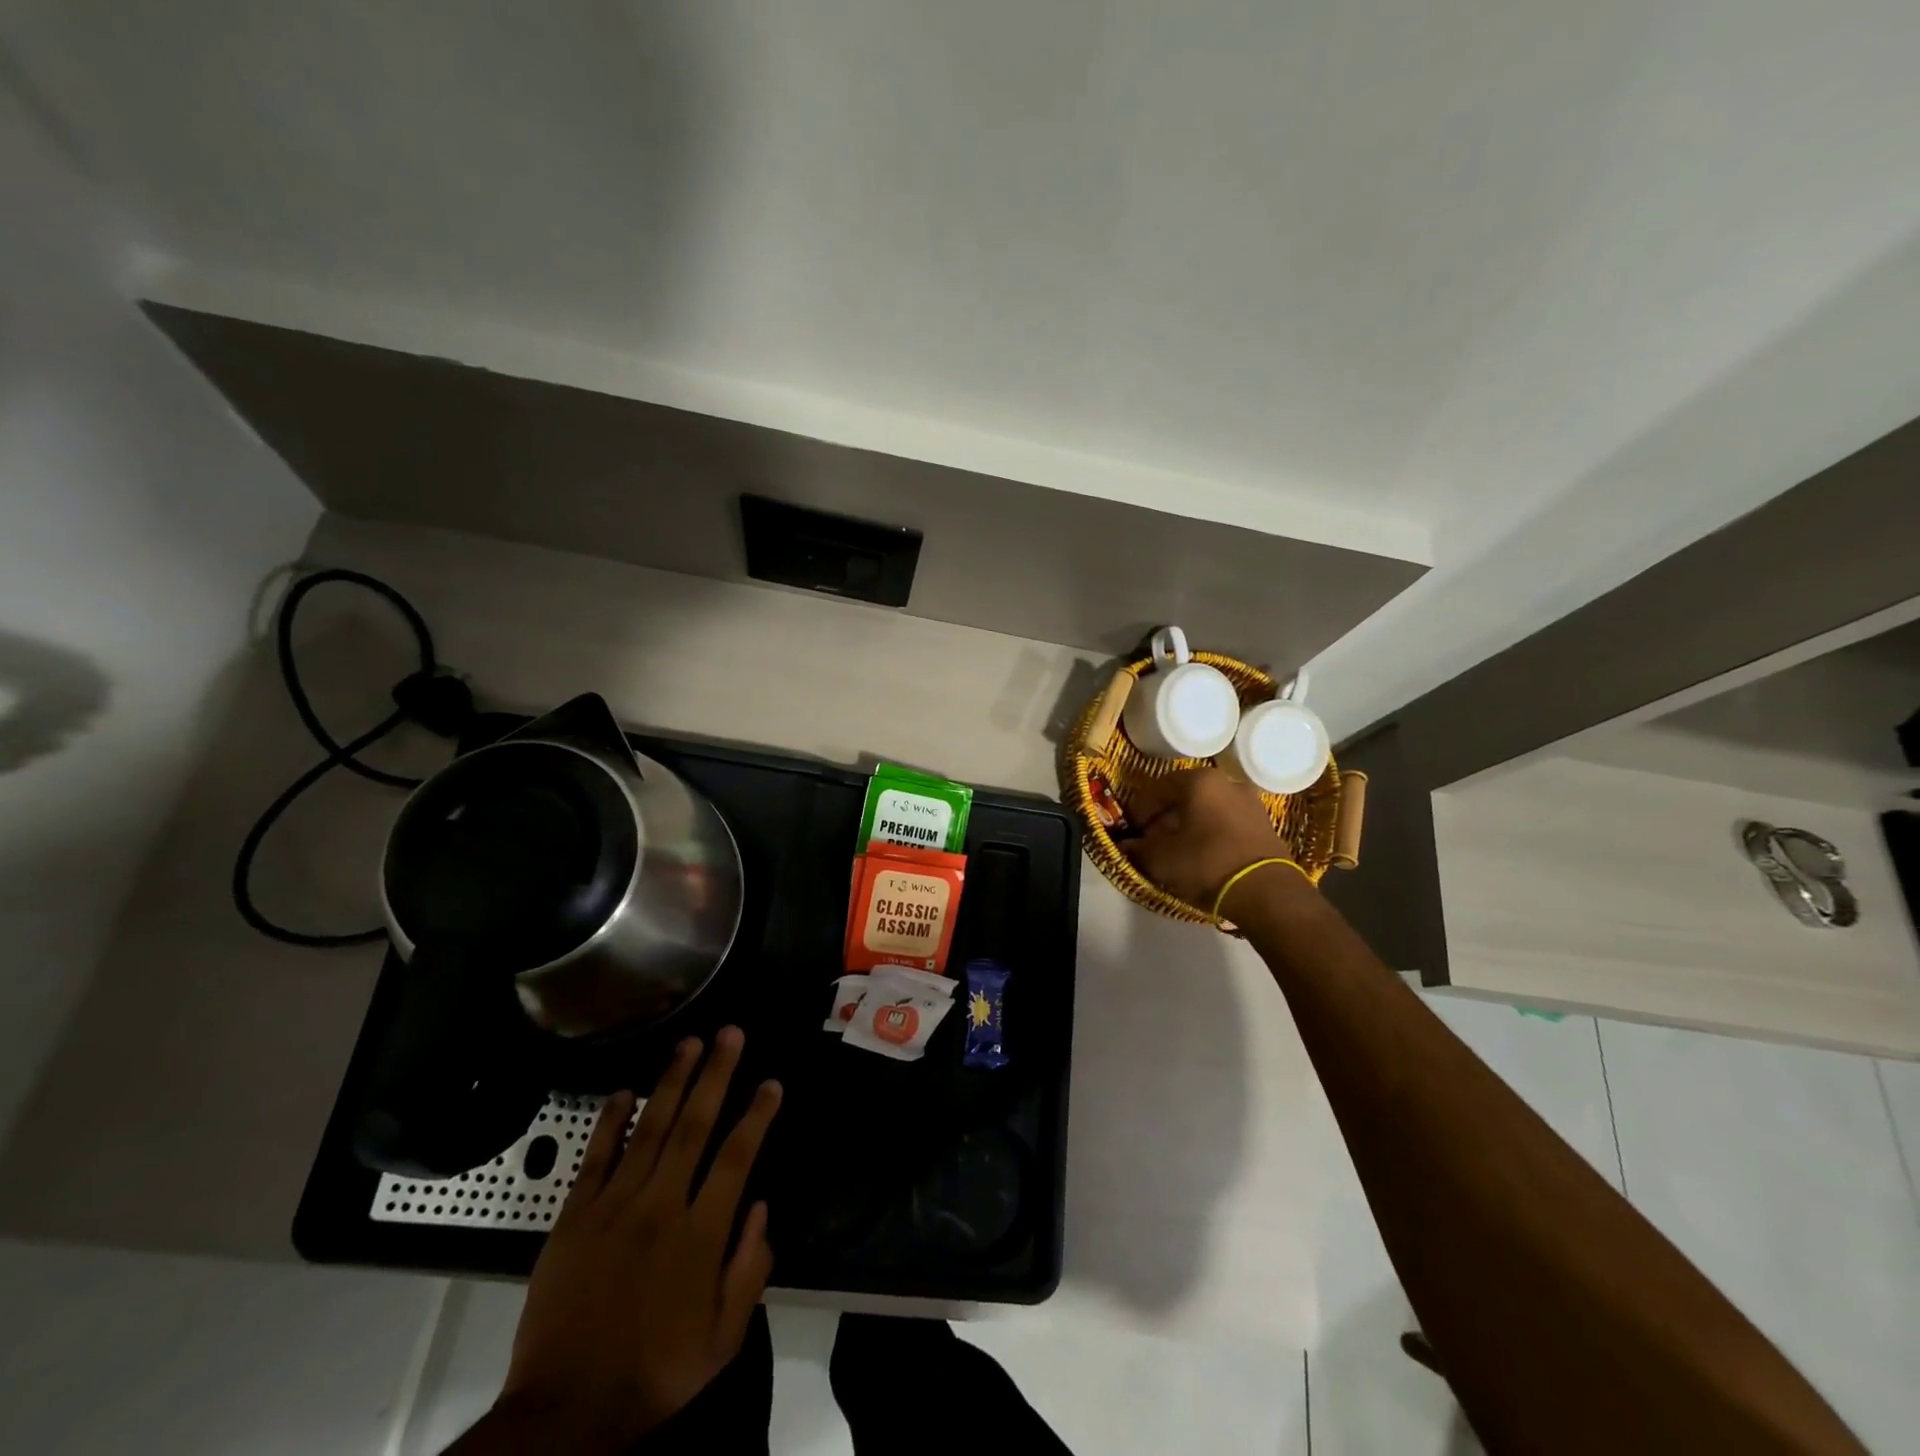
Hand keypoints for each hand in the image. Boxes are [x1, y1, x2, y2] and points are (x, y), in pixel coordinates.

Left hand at [490, 1028, 781, 1449]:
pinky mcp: (573, 1219)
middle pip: (694, 1126)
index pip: (736, 1157)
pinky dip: (611, 1122)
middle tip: (730, 1033)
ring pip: (649, 1129)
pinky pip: (595, 1158)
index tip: (771, 1083)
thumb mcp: (722, 1341)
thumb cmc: (653, 1375)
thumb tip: (761, 1207)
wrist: (564, 1415)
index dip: (757, 1115)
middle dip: (715, 1074)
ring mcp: (613, 1208)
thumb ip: (749, 1270)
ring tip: (689, 1043)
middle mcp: (660, 1207)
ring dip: (671, 1081)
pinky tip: (625, 1091)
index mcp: (700, 1236)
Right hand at [1124, 768, 1297, 910]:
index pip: (1158, 788)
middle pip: (1185, 796)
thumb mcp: (1161, 858)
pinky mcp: (1265, 825)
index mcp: (1199, 781)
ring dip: (1190, 825)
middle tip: (1153, 840)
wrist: (1266, 892)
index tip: (1134, 830)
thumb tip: (1127, 844)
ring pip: (1208, 809)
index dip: (1141, 810)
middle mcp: (1227, 783)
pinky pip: (1228, 823)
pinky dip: (1211, 833)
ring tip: (1178, 850)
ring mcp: (1251, 803)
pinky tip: (1203, 855)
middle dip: (1166, 816)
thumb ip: (1139, 847)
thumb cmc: (1206, 863)